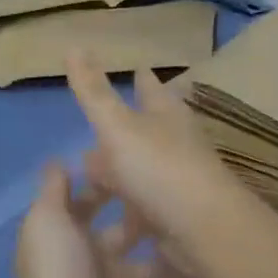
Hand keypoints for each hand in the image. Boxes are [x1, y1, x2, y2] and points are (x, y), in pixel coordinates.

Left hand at [11, 161, 193, 277]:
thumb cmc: (58, 275)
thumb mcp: (45, 222)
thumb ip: (54, 190)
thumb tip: (59, 159)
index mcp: (69, 240)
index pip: (89, 206)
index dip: (108, 185)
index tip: (139, 161)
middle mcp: (96, 262)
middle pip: (127, 232)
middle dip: (149, 212)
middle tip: (183, 186)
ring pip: (155, 260)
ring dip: (175, 241)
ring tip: (209, 213)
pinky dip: (194, 276)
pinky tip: (220, 252)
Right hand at [65, 52, 250, 277]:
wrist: (203, 231)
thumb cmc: (160, 169)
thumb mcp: (119, 127)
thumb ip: (94, 92)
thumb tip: (74, 46)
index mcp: (167, 116)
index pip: (152, 89)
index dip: (143, 80)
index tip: (140, 68)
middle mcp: (176, 145)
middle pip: (146, 133)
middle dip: (124, 131)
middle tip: (98, 133)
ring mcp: (177, 183)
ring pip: (141, 174)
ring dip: (120, 179)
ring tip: (92, 185)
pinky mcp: (174, 218)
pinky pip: (142, 212)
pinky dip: (125, 215)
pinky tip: (108, 225)